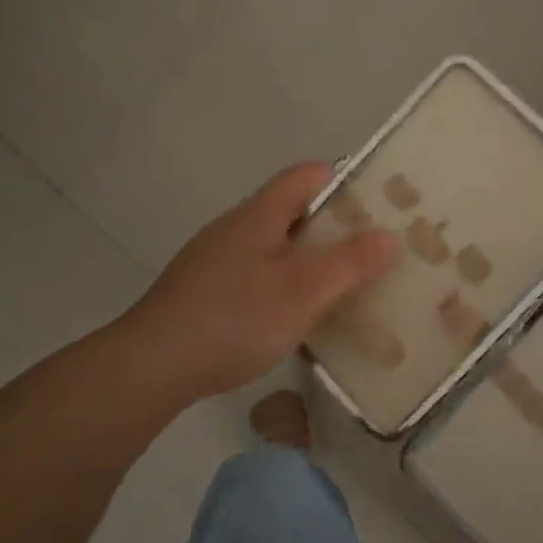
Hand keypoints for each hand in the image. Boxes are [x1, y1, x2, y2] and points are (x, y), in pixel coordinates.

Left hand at [121, 163, 398, 401]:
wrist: (152, 366)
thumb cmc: (234, 317)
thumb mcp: (302, 290)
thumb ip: (349, 263)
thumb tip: (389, 235)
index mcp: (258, 215)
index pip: (306, 176)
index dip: (343, 180)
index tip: (377, 202)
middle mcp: (234, 229)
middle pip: (290, 211)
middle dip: (331, 226)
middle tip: (370, 250)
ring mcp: (214, 261)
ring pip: (272, 247)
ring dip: (306, 260)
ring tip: (341, 285)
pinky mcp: (202, 293)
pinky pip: (254, 276)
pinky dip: (281, 286)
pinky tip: (293, 318)